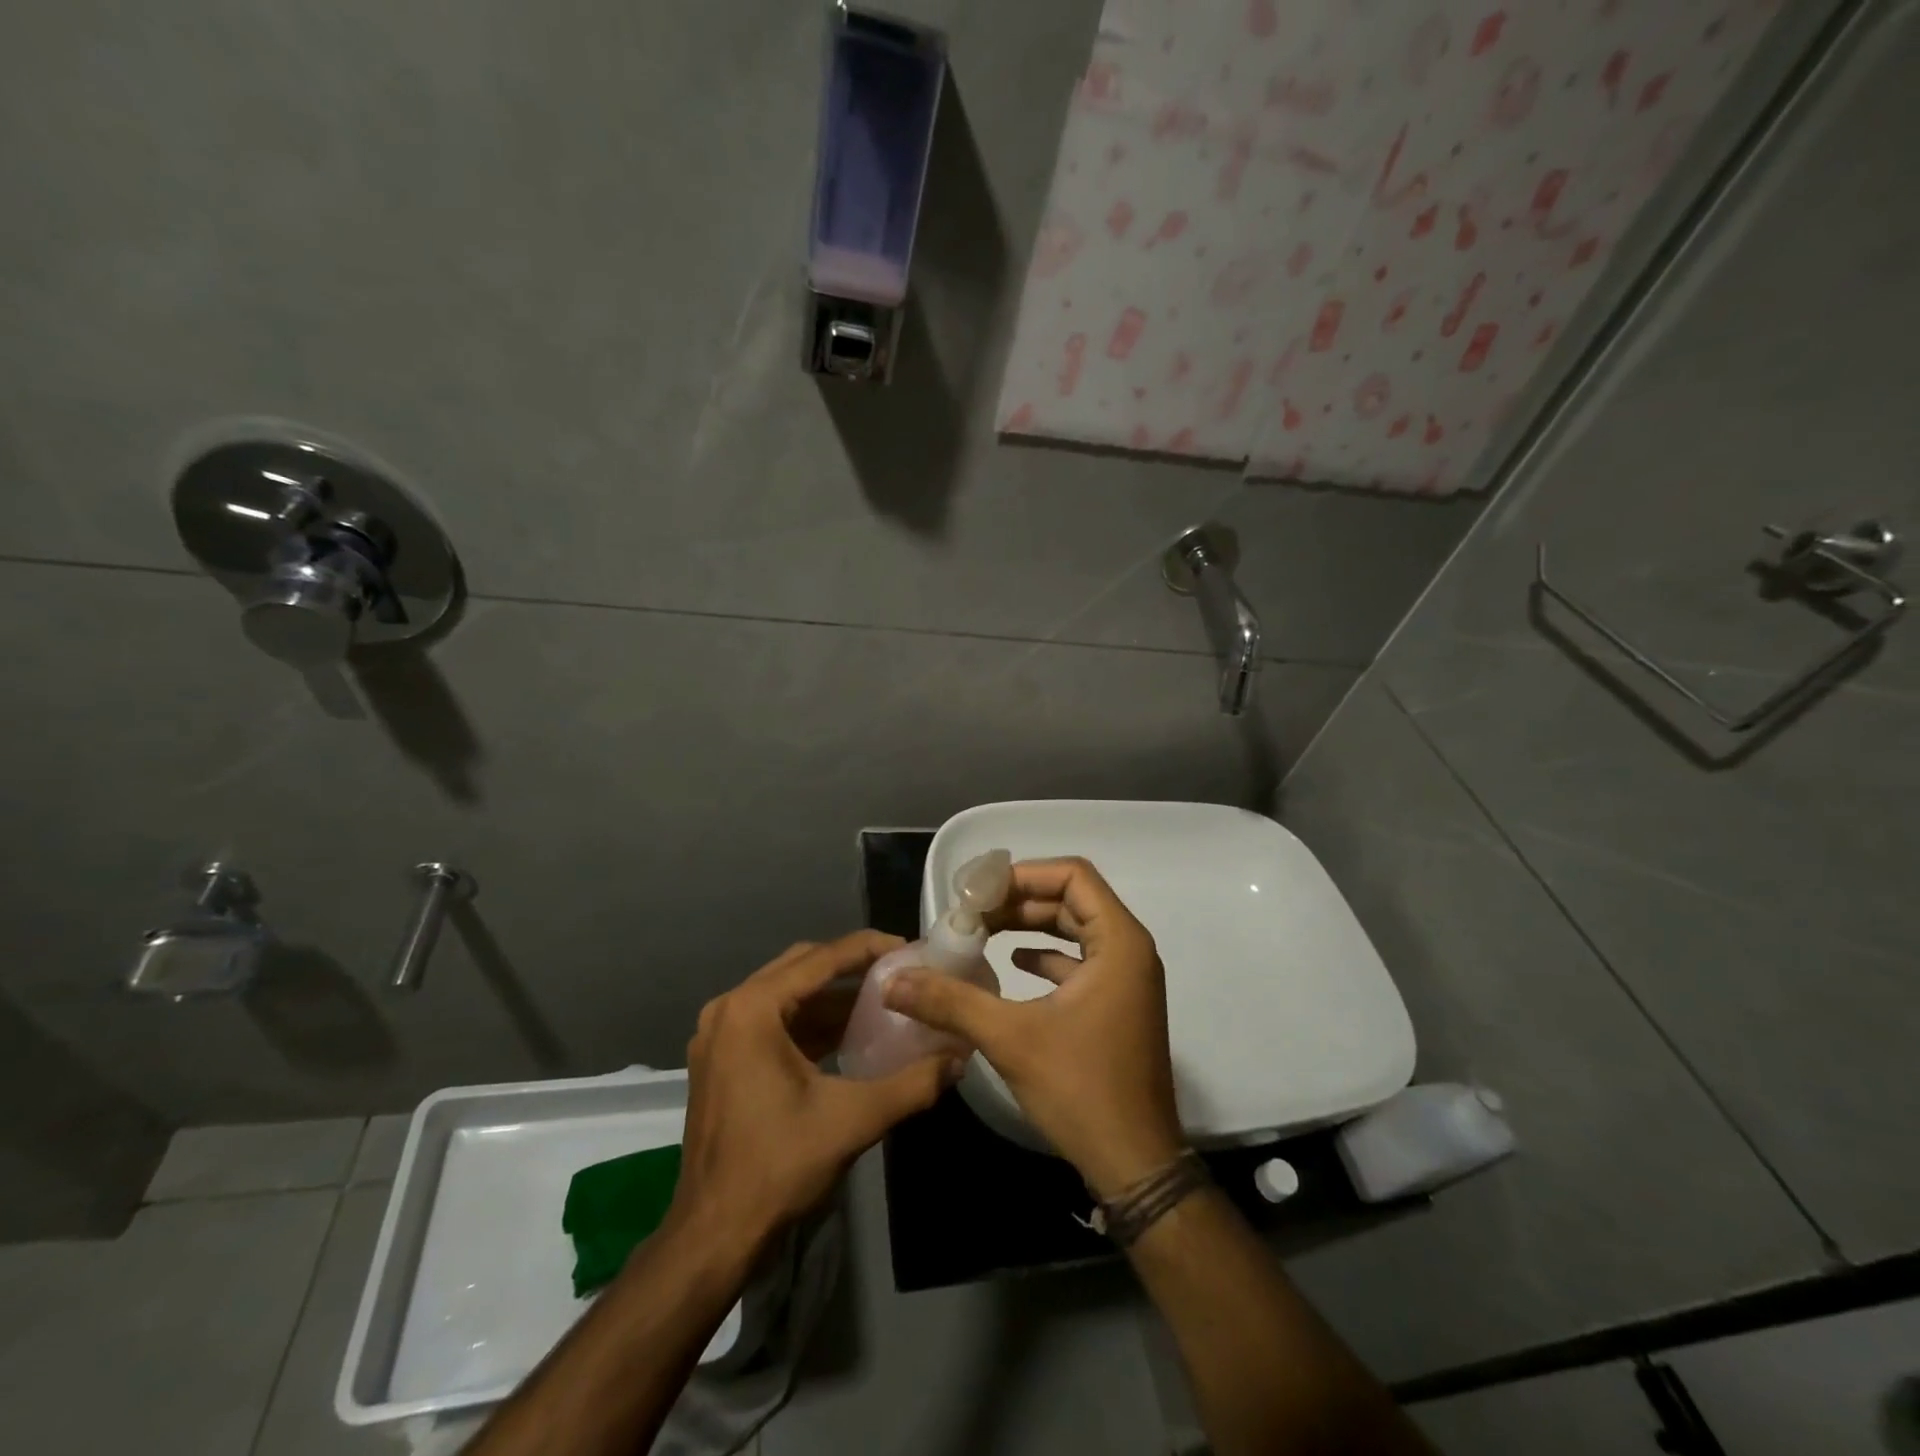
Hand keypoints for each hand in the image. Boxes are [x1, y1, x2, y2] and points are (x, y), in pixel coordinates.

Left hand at [670, 931, 961, 1251]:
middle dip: (851, 967)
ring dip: (831, 996)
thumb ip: (912, 1083)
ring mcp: (720, 1035)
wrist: (713, 1236)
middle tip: (898, 971)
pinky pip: (772, 1021)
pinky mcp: (720, 1059)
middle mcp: (729, 1009)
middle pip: (801, 967)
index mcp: (752, 1010)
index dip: (868, 949)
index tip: (909, 948)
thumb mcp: (853, 1120)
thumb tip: (959, 1058)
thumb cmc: (778, 1167)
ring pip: (786, 994)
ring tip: (881, 1000)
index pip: (820, 959)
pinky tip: (848, 1034)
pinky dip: (810, 1022)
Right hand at [884, 858, 1184, 1197]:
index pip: (1073, 876)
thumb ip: (951, 1002)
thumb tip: (893, 981)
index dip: (1024, 875)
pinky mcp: (1117, 1005)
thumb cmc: (1081, 1089)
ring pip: (1076, 930)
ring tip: (982, 932)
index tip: (980, 891)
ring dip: (1030, 926)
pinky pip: (1080, 961)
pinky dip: (1046, 956)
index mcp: (1119, 943)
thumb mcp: (1010, 1038)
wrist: (1134, 1164)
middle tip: (972, 912)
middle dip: (1020, 900)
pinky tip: (1011, 965)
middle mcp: (1130, 951)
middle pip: (1072, 899)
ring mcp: (1127, 980)